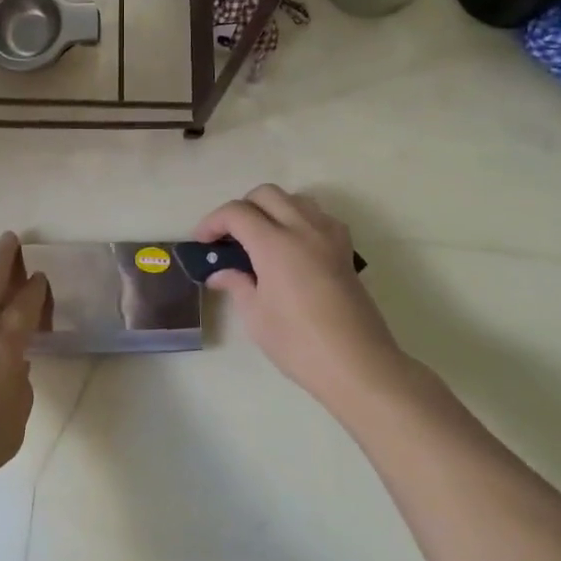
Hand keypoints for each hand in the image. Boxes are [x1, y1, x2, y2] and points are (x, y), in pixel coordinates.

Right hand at [193, 186, 406, 418]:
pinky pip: (319, 217)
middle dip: (241, 207)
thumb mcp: (256, 316)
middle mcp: (302, 229)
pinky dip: (300, 219)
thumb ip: (237, 284)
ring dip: (272, 208)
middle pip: (266, 194)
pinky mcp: (345, 250)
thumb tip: (220, 273)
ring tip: (260, 237)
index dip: (213, 221)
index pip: (237, 212)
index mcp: (275, 243)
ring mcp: (328, 237)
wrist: (358, 365)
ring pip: (295, 199)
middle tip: (229, 236)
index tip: (202, 241)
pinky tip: (293, 245)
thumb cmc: (299, 343)